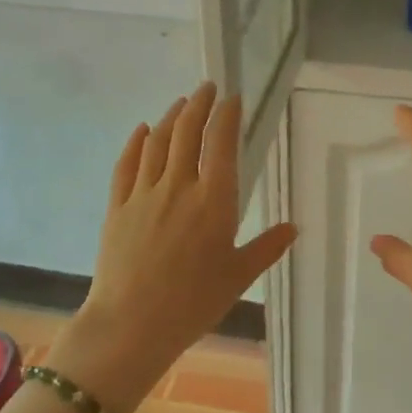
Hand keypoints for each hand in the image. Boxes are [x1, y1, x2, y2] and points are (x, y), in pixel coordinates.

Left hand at [49, 83, 296, 412]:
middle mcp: (178, 187)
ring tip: (181, 103)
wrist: (131, 324)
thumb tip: (293, 228)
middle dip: (198, 105)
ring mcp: (144, 194)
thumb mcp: (238, 276)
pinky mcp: (118, 207)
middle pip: (187, 133)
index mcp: (213, 201)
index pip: (221, 144)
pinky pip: (127, 165)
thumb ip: (267, 247)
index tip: (232, 98)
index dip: (226, 116)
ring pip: (157, 142)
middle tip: (207, 88)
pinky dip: (136, 143)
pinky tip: (142, 131)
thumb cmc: (193, 302)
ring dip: (171, 117)